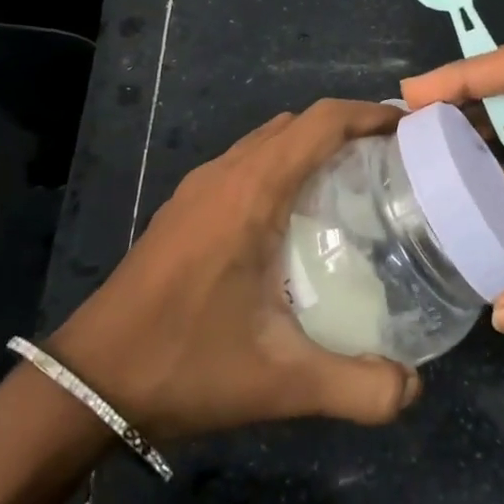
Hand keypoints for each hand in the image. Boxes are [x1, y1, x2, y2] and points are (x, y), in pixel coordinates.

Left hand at [48, 100, 421, 439]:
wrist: (89, 379)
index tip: (412, 132)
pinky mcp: (184, 208)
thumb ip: (358, 388)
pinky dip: (283, 166)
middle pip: (298, 124)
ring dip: (313, 146)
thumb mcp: (280, 382)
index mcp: (251, 191)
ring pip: (268, 141)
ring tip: (356, 185)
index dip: (370, 114)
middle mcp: (225, 173)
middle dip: (349, 129)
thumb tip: (414, 389)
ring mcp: (198, 188)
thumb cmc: (185, 363)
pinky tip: (297, 218)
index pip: (321, 121)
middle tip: (396, 165)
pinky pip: (246, 164)